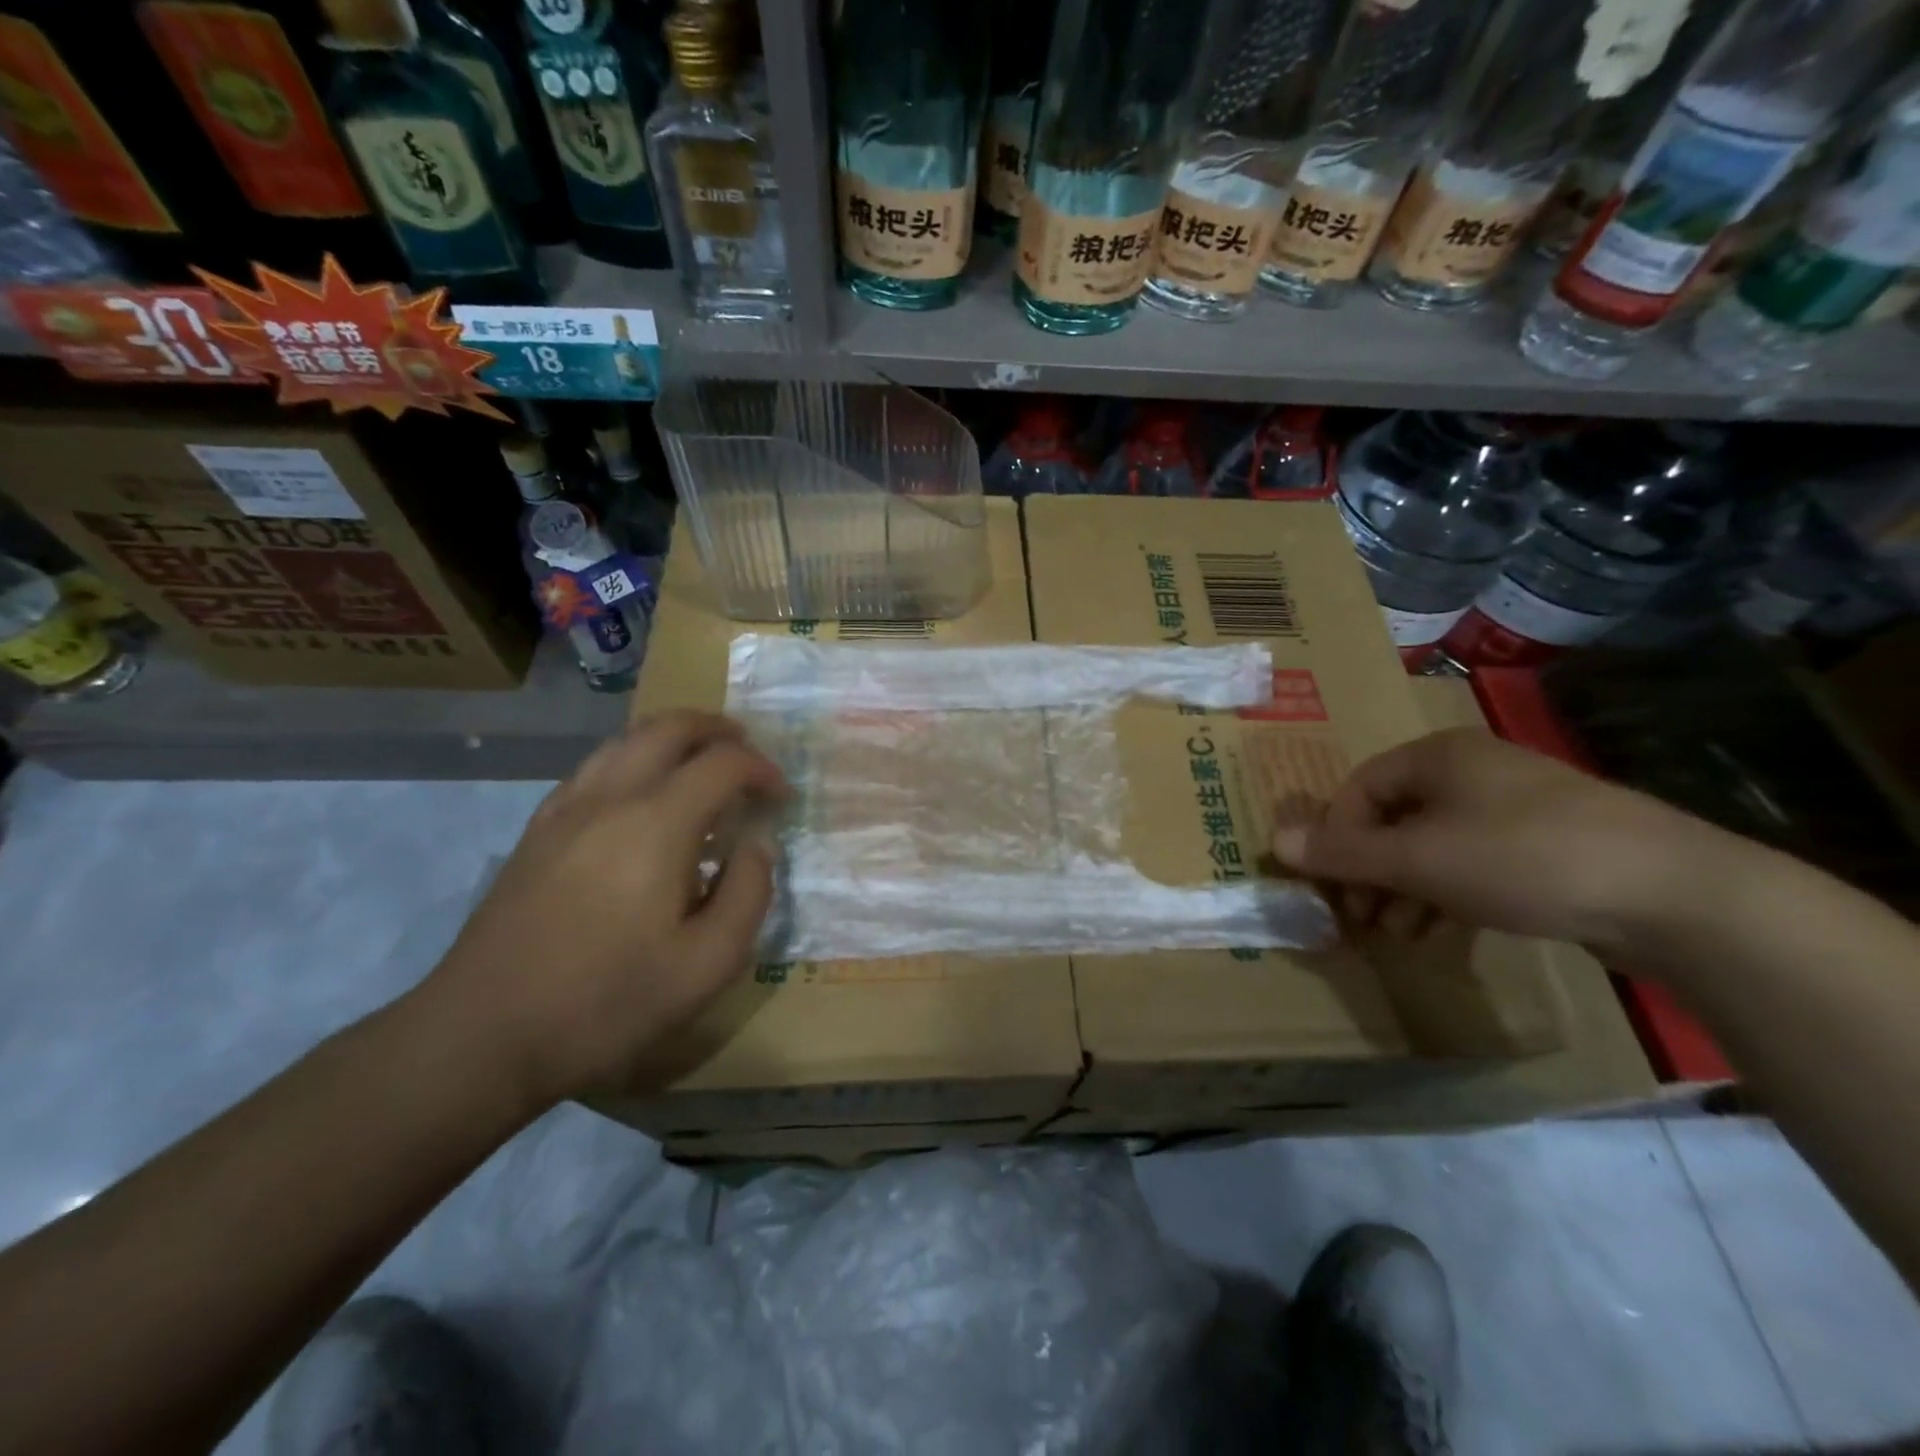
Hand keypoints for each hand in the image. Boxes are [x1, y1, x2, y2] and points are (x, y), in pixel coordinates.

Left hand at [420, 711, 787, 1106]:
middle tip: (748, 755)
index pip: (723, 763)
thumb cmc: (607, 1002)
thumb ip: (749, 893)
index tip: (781, 797)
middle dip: (718, 730)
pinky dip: (634, 761)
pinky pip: (594, 768)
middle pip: (669, 727)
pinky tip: (643, 800)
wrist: (482, 1035)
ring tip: (702, 767)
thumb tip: (758, 845)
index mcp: (657, 824)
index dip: (762, 770)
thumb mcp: (707, 964)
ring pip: (626, 740)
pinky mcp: (537, 831)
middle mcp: (610, 797)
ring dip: (674, 739)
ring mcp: (565, 810)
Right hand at [1271, 728, 1742, 953]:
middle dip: (1369, 869)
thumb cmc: (1523, 858)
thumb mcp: (1419, 860)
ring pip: (1433, 844)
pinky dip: (1447, 893)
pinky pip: (1474, 862)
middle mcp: (1473, 770)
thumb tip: (1272, 842)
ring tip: (1398, 933)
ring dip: (1404, 888)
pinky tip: (1442, 931)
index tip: (1334, 885)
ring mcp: (1515, 807)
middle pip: (1394, 817)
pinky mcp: (1549, 845)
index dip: (1336, 837)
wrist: (1676, 895)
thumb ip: (1344, 853)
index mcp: (1438, 756)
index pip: (1358, 789)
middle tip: (1360, 915)